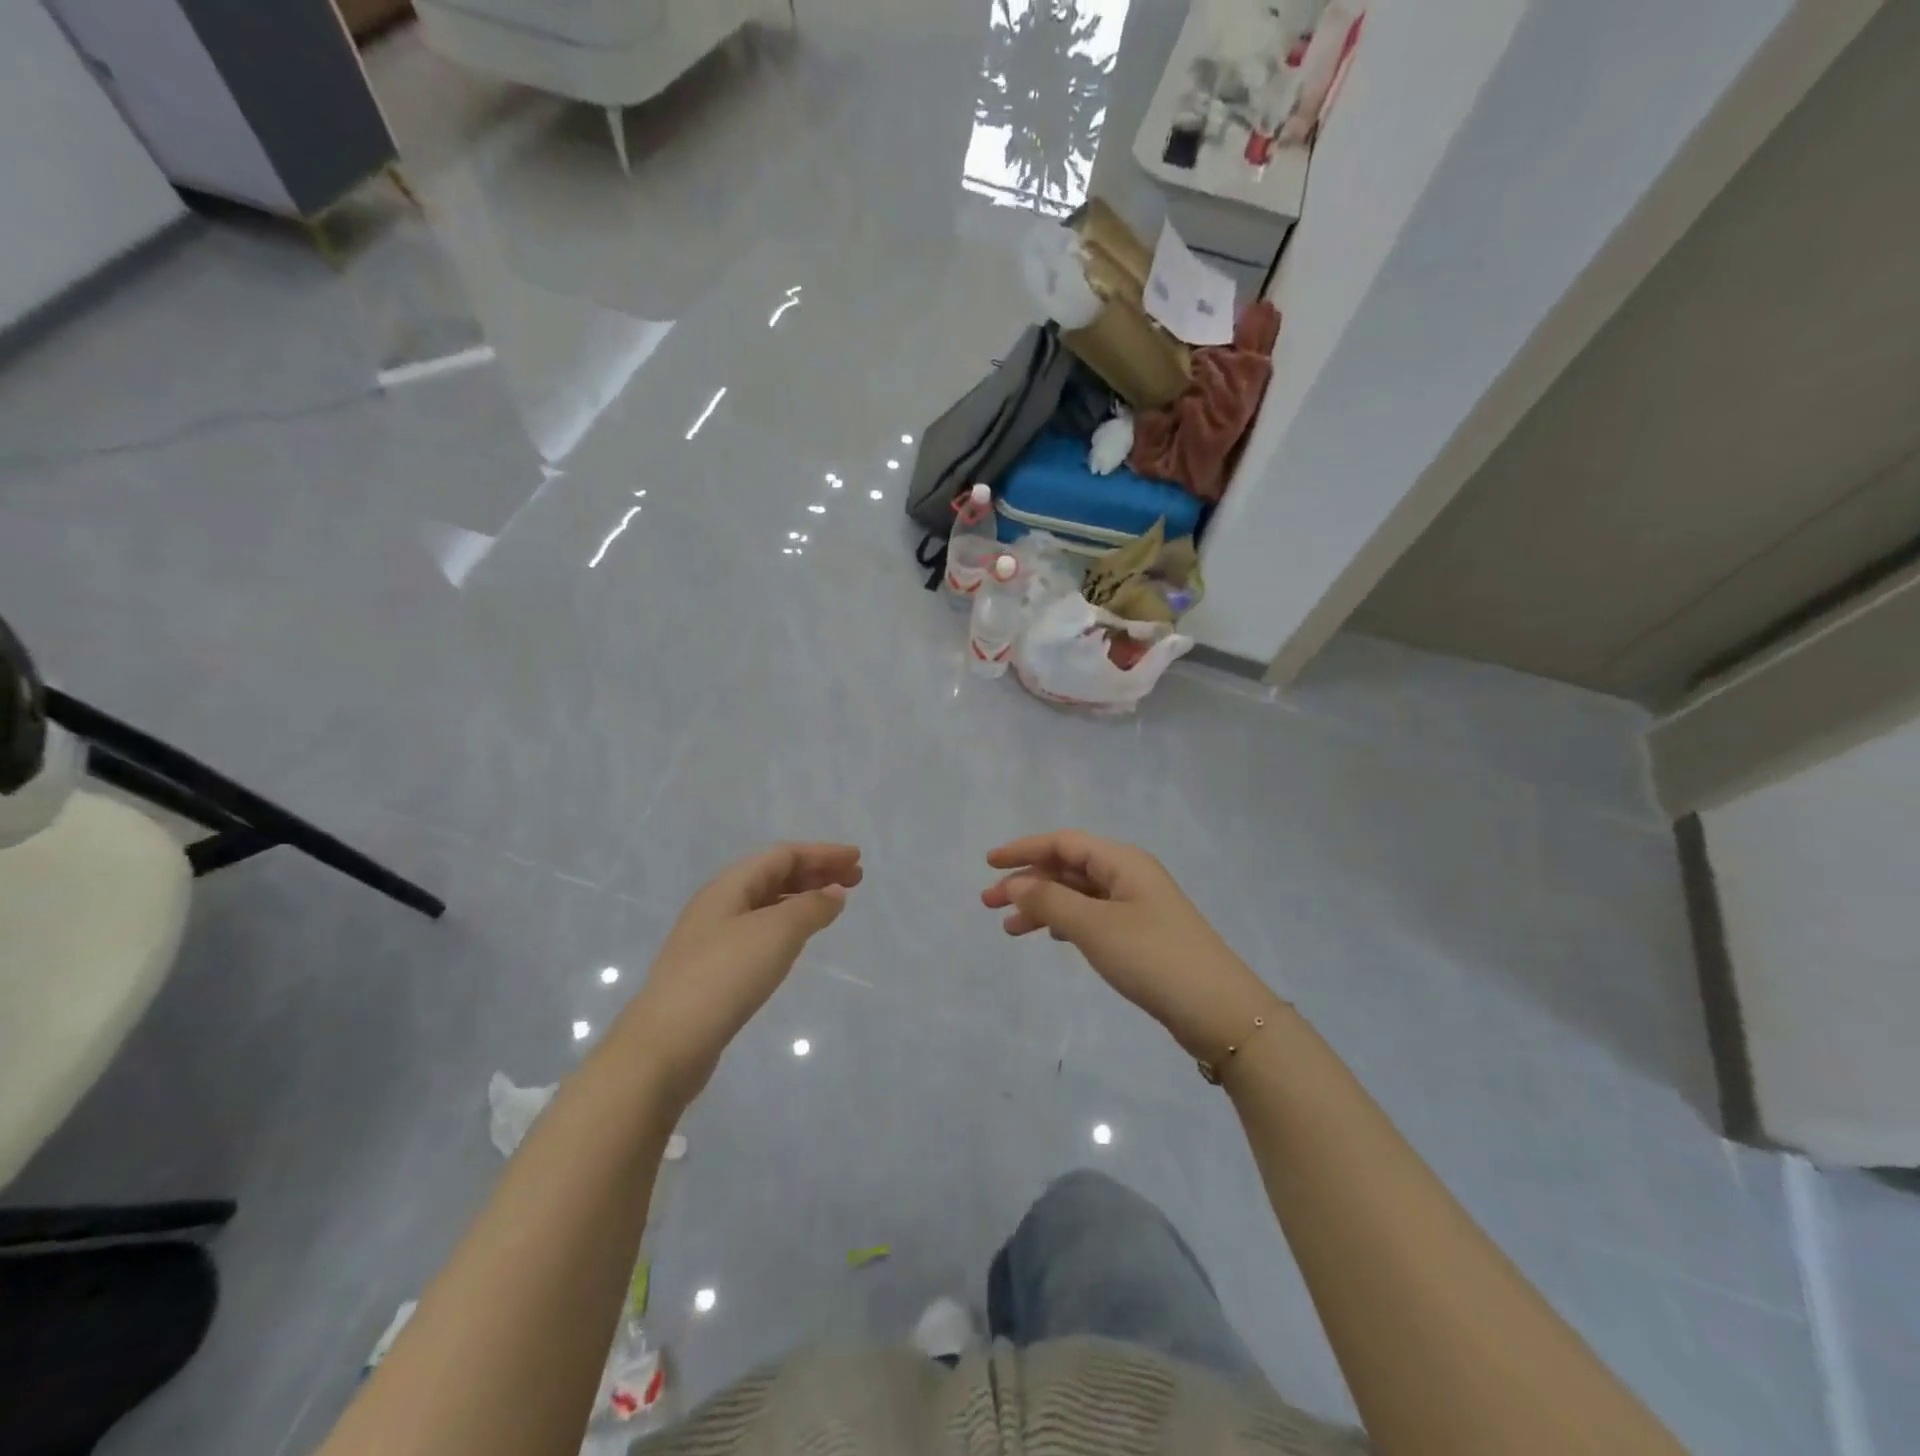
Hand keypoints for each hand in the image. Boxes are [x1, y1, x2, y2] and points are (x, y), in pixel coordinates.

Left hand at [630, 843, 861, 1105]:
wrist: (666, 1044)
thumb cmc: (725, 976)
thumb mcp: (777, 933)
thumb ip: (811, 907)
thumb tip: (835, 893)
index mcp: (730, 885)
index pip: (783, 855)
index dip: (822, 853)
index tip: (856, 859)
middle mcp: (718, 904)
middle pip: (774, 876)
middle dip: (815, 873)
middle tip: (854, 881)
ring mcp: (712, 938)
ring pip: (766, 904)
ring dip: (802, 898)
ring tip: (832, 907)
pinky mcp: (712, 969)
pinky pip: (758, 931)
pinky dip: (786, 925)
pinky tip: (797, 940)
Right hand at [983, 831, 1282, 1061]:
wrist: (1219, 1011)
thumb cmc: (1153, 957)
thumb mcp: (1094, 926)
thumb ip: (1049, 901)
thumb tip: (1015, 884)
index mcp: (1122, 861)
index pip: (1063, 842)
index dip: (1023, 850)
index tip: (988, 864)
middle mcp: (1129, 875)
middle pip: (1068, 867)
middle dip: (1027, 881)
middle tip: (988, 904)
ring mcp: (1137, 905)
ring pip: (1078, 894)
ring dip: (1042, 905)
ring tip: (1009, 930)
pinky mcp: (1141, 934)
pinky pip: (1092, 915)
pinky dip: (1065, 921)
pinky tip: (1050, 936)